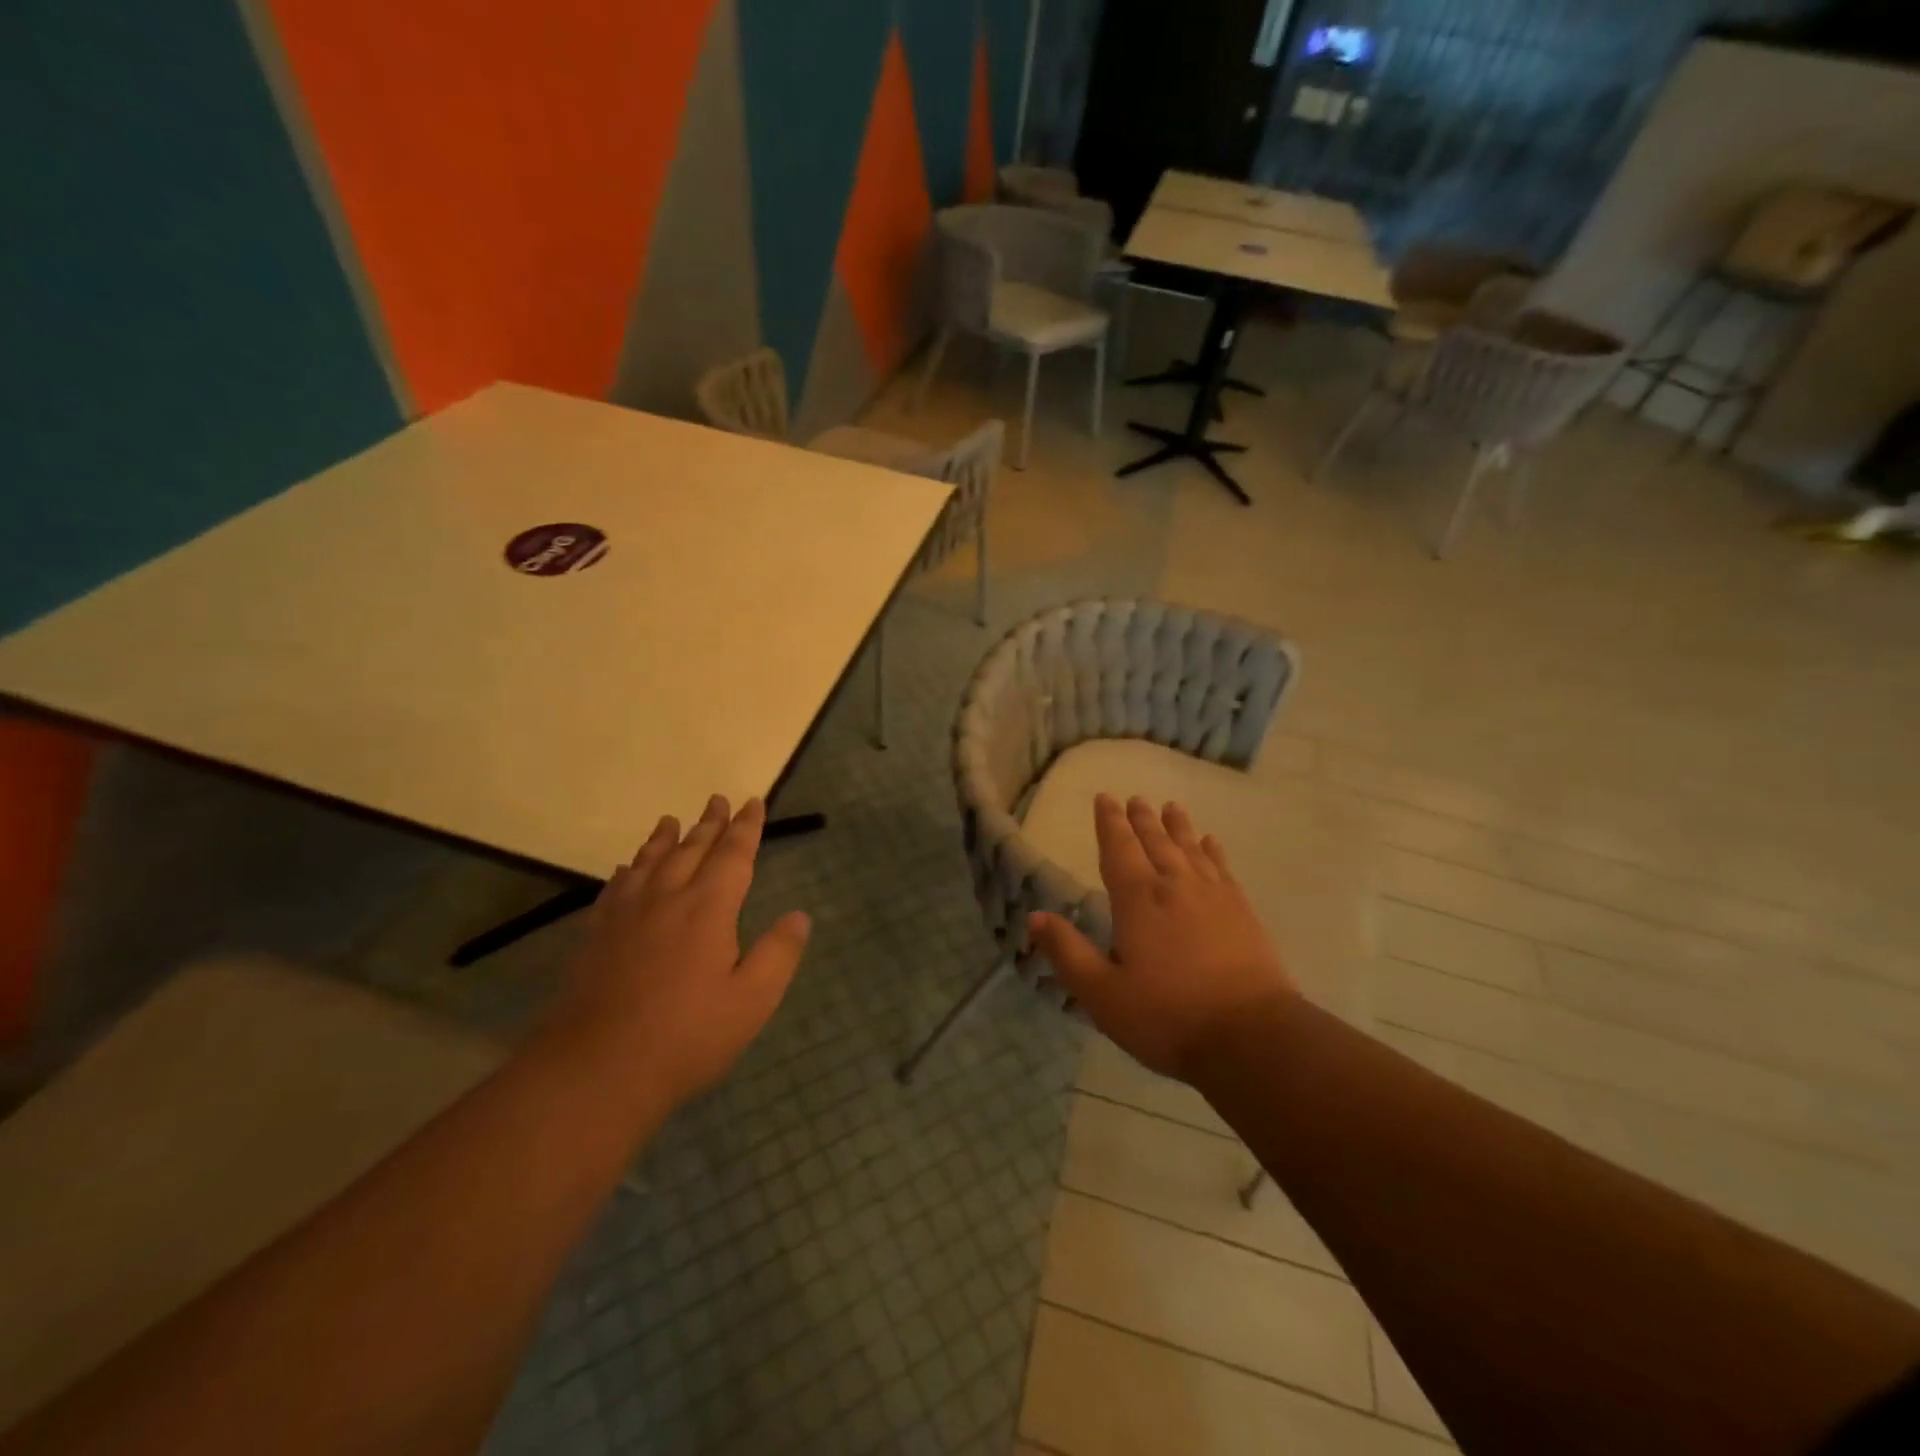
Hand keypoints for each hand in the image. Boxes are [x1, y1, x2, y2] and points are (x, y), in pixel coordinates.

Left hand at [546, 795, 810, 1110]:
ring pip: (649, 861)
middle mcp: (666, 898)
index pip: (733, 855)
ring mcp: (625, 915)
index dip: (746, 827)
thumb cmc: (686, 1037)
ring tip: (671, 820)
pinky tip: (627, 869)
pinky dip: (628, 869)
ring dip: (665, 838)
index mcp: (708, 908)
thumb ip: (779, 953)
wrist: (595, 1070)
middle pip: (691, 849)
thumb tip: (799, 916)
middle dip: (709, 823)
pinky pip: (615, 887)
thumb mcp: (752, 1001)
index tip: (753, 802)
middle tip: (718, 799)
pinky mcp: (595, 935)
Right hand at [1030, 794, 1295, 1082]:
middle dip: (1141, 819)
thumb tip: (1034, 916)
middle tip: (1135, 798)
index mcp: (1137, 900)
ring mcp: (1213, 896)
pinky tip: (1211, 843)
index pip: (1118, 849)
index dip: (1109, 823)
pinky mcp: (1242, 911)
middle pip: (1155, 842)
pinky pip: (1222, 868)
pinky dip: (1213, 851)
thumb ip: (1067, 952)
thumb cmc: (1167, 1017)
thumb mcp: (1102, 994)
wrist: (1250, 1036)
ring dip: (1177, 826)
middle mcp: (1174, 886)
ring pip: (1190, 849)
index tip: (1105, 798)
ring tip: (1171, 807)